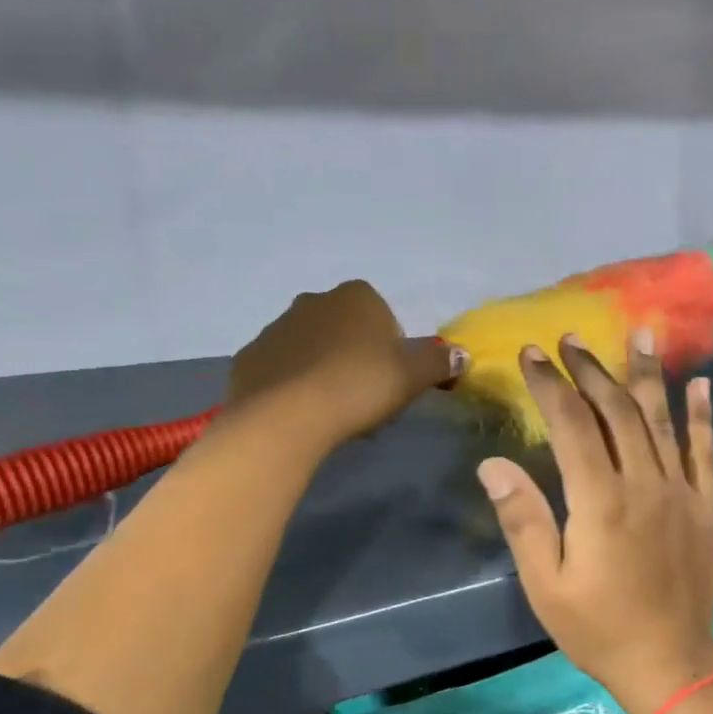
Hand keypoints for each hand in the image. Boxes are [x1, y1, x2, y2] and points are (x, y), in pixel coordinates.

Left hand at [223, 280, 459, 457]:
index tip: (391, 381)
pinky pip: (282, 368)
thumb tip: (463, 355)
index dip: (392, 351)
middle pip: (347, 331)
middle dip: (357, 358)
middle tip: (366, 399)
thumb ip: (439, 362)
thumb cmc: (359, 386)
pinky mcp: (250, 356)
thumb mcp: (412, 376)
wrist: (286, 417)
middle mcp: (314, 301)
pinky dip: (294, 385)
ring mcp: (276, 327)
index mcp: (357, 296)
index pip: (384, 317)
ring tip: (334, 412)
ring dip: (326, 370)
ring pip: (313, 348)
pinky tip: (303, 413)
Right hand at [476, 329, 712, 713]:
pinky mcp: (704, 505)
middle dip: (590, 370)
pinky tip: (700, 383)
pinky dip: (702, 415)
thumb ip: (523, 519)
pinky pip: (704, 451)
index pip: (572, 425)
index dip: (550, 386)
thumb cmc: (597, 628)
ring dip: (646, 374)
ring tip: (640, 332)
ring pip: (660, 419)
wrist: (670, 663)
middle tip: (570, 339)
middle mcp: (643, 483)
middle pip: (615, 411)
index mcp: (599, 501)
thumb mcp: (545, 584)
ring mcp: (679, 491)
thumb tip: (493, 463)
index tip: (532, 354)